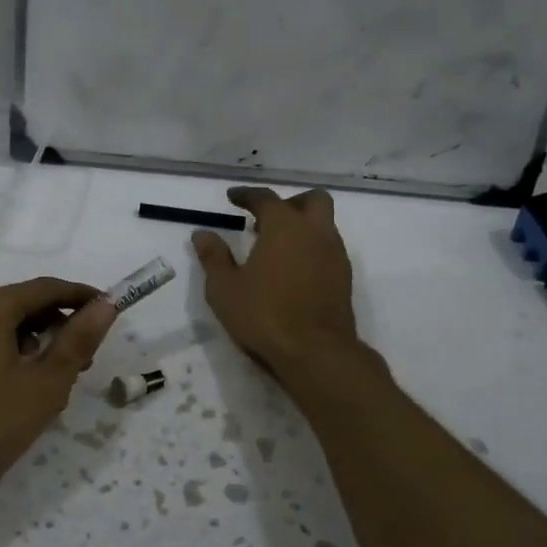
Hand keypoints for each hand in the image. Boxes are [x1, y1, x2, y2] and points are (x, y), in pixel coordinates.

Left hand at [0, 277, 117, 520]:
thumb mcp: (44, 386)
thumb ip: (77, 341)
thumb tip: (106, 305)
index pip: (46, 288)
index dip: (83, 297)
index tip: (113, 311)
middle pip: (22, 304)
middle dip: (59, 324)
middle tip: (86, 359)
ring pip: (2, 327)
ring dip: (35, 343)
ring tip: (57, 381)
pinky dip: (10, 355)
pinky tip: (20, 390)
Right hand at [192, 186, 356, 370]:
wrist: (316, 352)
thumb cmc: (264, 315)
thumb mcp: (225, 288)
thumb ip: (213, 257)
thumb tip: (202, 233)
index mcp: (285, 226)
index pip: (266, 198)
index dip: (247, 195)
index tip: (232, 197)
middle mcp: (315, 232)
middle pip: (312, 200)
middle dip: (290, 203)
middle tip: (266, 220)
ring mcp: (335, 255)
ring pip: (324, 225)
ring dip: (303, 227)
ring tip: (277, 249)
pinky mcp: (344, 279)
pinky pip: (328, 249)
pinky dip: (312, 249)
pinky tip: (293, 271)